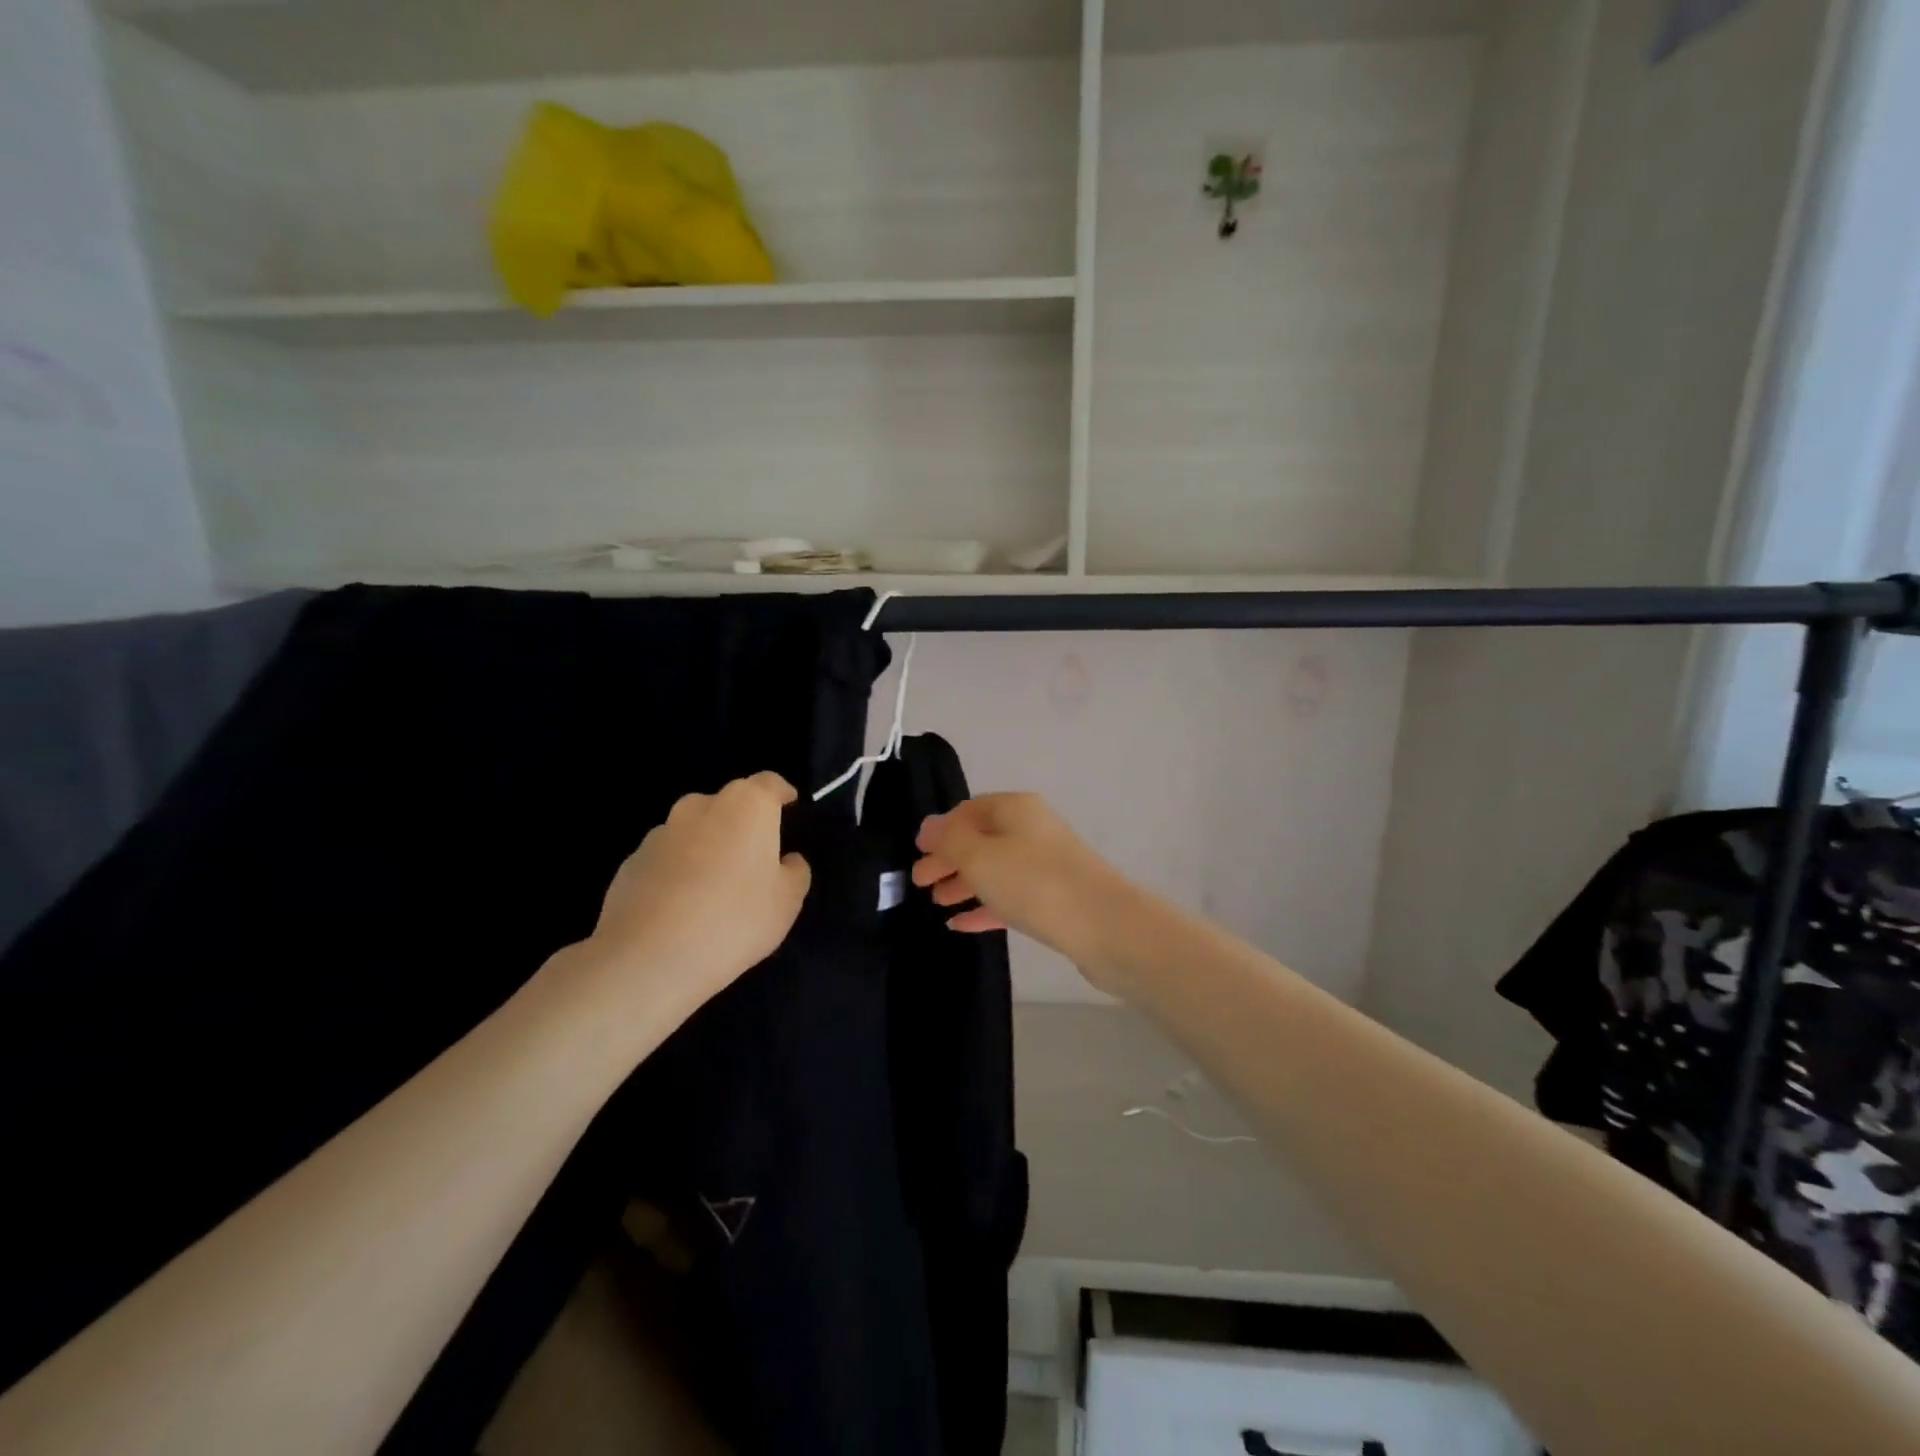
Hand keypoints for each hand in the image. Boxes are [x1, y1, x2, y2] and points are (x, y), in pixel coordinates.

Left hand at [581, 772, 810, 1017]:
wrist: (647, 958)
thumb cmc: (733, 919)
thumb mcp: (787, 901)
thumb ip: (795, 871)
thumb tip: (787, 860)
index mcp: (746, 805)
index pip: (770, 783)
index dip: (783, 795)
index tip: (790, 809)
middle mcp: (701, 806)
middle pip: (730, 804)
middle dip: (744, 823)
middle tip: (755, 859)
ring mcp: (661, 832)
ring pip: (695, 830)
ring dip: (709, 847)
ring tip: (716, 888)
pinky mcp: (632, 862)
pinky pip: (668, 858)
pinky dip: (679, 872)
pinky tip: (682, 908)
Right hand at [912, 793, 1133, 981]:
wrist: (1105, 926)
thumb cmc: (1034, 883)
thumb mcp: (980, 857)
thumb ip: (949, 840)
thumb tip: (929, 826)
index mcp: (1015, 809)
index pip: (968, 810)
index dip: (940, 830)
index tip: (916, 853)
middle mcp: (1032, 830)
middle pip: (981, 839)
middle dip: (948, 859)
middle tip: (918, 883)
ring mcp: (1046, 865)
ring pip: (995, 869)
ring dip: (964, 883)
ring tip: (936, 902)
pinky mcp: (1055, 899)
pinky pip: (1010, 897)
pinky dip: (984, 906)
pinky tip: (960, 924)